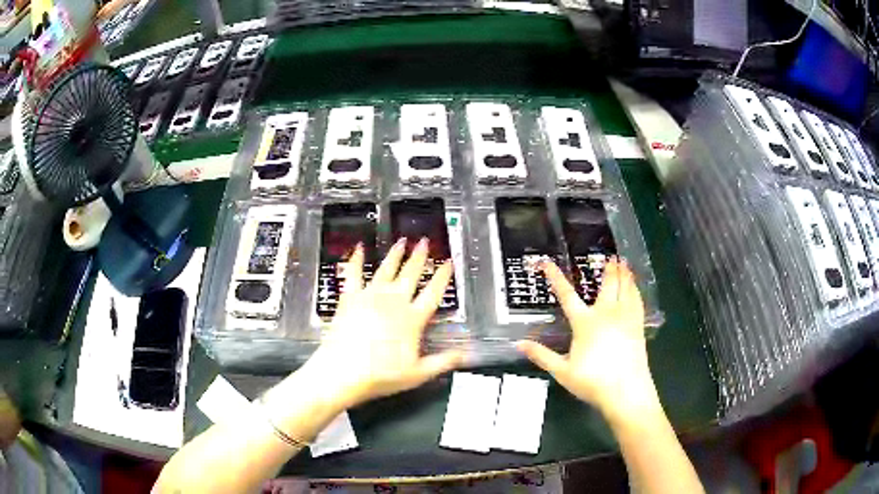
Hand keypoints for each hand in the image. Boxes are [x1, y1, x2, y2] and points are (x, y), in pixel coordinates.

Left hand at [302, 238, 463, 409]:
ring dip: (395, 255)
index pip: (433, 293)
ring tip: (402, 241)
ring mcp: (370, 297)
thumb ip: (443, 361)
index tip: (448, 262)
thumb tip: (465, 354)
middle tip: (425, 241)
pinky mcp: (350, 298)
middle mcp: (393, 302)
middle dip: (419, 257)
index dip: (442, 277)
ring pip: (386, 270)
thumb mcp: (418, 373)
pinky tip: (359, 248)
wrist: (343, 372)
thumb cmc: (381, 375)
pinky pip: (353, 274)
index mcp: (412, 318)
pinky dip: (356, 260)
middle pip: (410, 275)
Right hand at [517, 258, 660, 424]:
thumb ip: (542, 356)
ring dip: (624, 274)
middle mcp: (606, 314)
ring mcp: (625, 318)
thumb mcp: (562, 371)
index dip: (555, 277)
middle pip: (607, 285)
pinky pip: (637, 301)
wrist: (626, 391)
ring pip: (625, 289)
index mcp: (585, 322)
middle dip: (607, 269)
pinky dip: (635, 290)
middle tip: (609, 255)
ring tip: (624, 262)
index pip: (567, 295)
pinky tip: (635, 287)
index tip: (547, 263)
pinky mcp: (637, 326)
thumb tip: (519, 344)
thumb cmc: (592, 381)